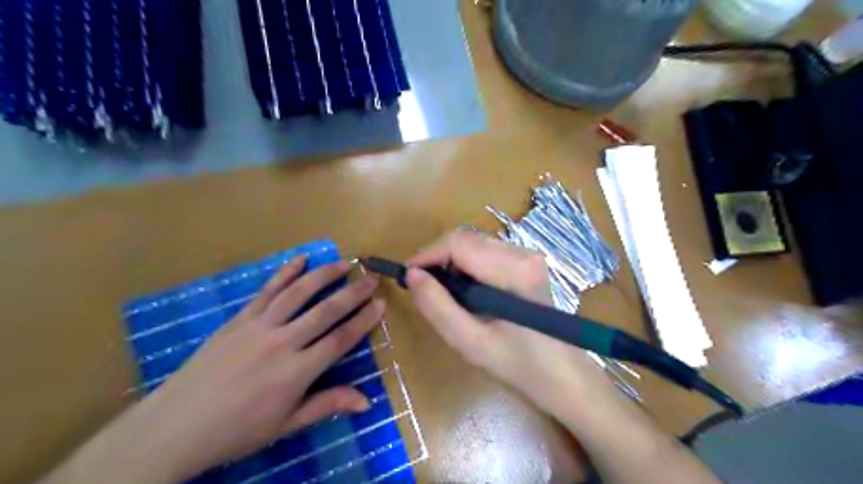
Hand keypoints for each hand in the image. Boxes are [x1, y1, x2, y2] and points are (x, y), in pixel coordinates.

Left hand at [88, 259, 384, 482]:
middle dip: (353, 292)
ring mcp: (258, 327)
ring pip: (298, 293)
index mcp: (296, 372)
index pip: (340, 339)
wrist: (175, 426)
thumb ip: (327, 405)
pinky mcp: (239, 319)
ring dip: (324, 275)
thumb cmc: (237, 430)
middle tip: (372, 278)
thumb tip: (367, 402)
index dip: (363, 320)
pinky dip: (284, 273)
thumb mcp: (286, 425)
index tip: (380, 303)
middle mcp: (282, 342)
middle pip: (326, 311)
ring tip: (343, 263)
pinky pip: (266, 291)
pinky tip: (300, 259)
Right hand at [406, 231, 612, 414]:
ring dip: (451, 261)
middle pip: (466, 238)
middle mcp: (523, 253)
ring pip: (474, 243)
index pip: (459, 243)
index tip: (408, 275)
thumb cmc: (517, 363)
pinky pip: (486, 251)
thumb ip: (437, 307)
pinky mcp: (527, 261)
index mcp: (513, 272)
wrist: (560, 372)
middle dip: (438, 257)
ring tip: (442, 291)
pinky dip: (467, 264)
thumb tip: (412, 275)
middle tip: (423, 286)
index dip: (428, 254)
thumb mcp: (469, 341)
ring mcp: (527, 255)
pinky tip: (465, 290)